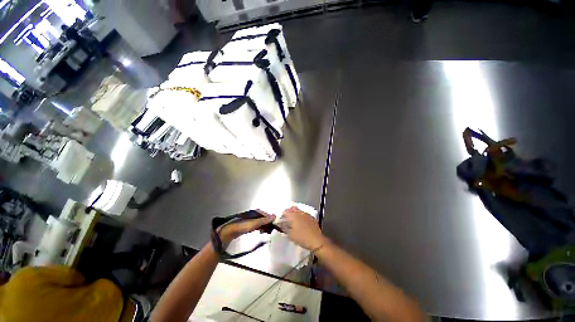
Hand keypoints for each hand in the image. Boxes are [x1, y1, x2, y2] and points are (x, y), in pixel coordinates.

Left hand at [218, 211, 275, 244]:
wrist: (229, 231)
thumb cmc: (243, 226)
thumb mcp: (255, 223)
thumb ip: (265, 220)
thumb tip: (275, 216)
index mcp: (256, 212)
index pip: (267, 215)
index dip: (271, 221)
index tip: (274, 227)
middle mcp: (254, 214)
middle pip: (264, 219)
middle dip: (267, 224)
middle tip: (269, 231)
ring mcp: (251, 219)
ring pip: (261, 222)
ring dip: (264, 227)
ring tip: (265, 232)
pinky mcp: (248, 224)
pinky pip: (257, 225)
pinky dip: (259, 228)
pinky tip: (260, 232)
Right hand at [280, 206, 327, 250]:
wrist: (316, 241)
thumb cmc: (302, 238)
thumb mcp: (290, 235)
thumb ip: (284, 228)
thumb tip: (280, 224)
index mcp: (294, 216)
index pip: (286, 212)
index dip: (282, 214)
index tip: (281, 218)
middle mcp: (300, 213)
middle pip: (293, 209)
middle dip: (289, 211)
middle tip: (286, 216)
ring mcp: (306, 215)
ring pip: (299, 211)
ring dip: (295, 213)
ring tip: (293, 219)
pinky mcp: (311, 218)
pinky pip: (304, 214)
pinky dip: (301, 216)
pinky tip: (301, 221)